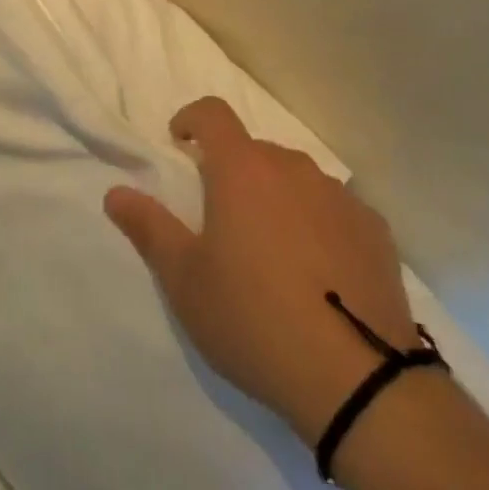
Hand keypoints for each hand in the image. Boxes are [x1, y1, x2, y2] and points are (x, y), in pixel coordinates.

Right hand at [105, 98, 416, 444]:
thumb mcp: (185, 281)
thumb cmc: (253, 319)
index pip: (213, 113)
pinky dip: (320, 225)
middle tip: (226, 221)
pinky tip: (322, 274)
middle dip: (235, 171)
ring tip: (274, 252)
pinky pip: (335, 210)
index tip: (180, 140)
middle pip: (255, 151)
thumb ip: (149, 228)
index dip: (192, 118)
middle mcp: (291, 166)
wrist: (355, 376)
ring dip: (278, 197)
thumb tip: (115, 191)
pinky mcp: (373, 227)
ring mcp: (338, 194)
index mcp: (242, 168)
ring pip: (297, 179)